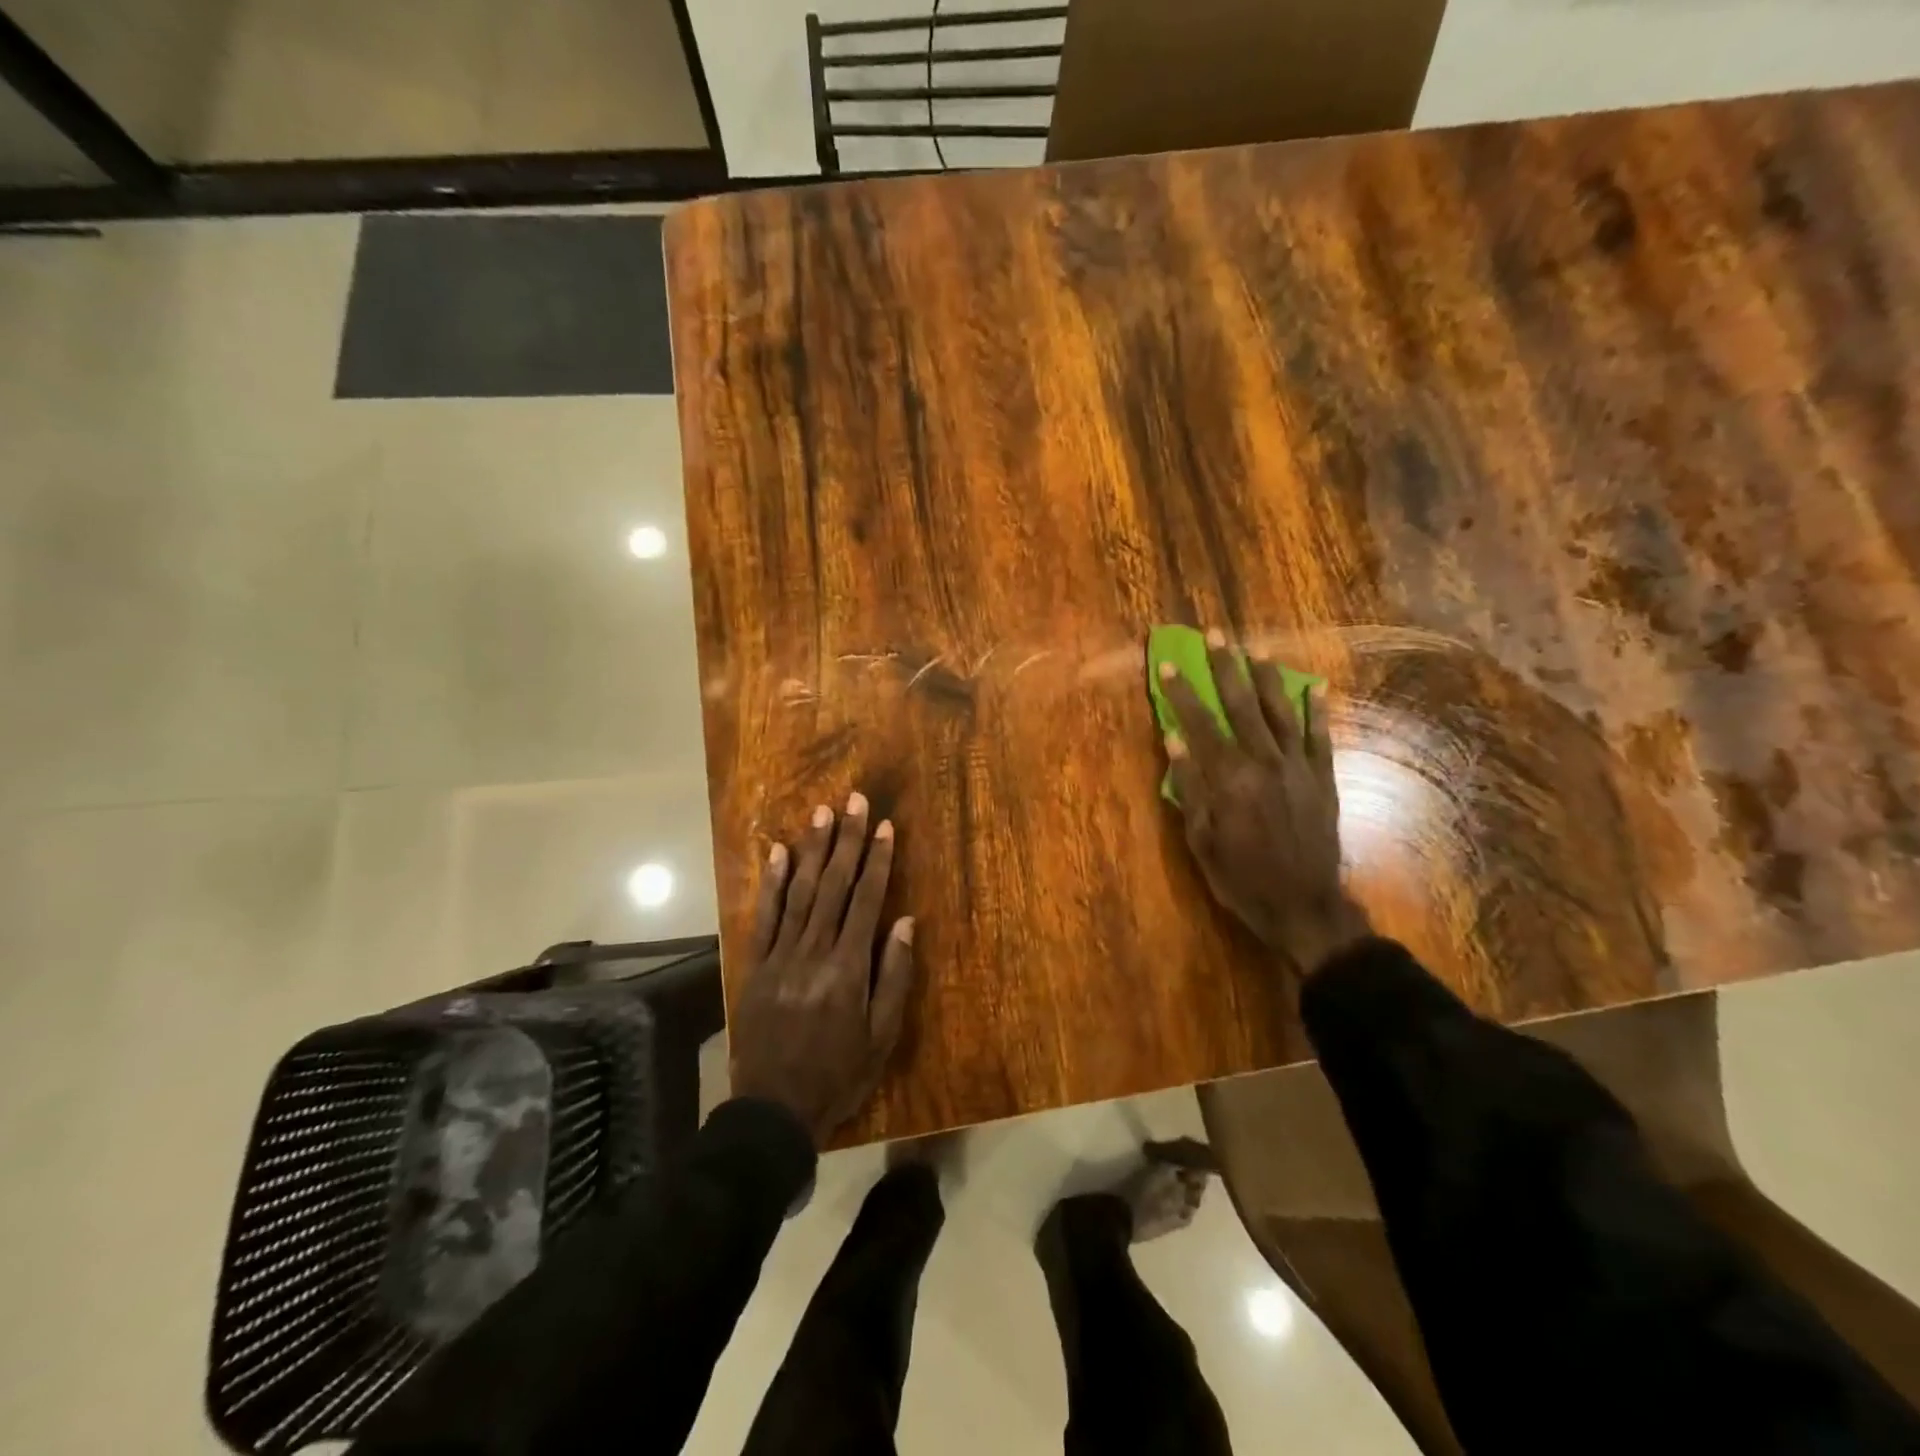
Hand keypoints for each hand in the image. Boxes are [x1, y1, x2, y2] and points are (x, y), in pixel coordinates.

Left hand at [730, 792, 916, 1145]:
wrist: (773, 1109)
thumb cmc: (838, 1074)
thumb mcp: (882, 1036)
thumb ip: (894, 976)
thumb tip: (905, 922)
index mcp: (849, 967)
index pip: (867, 901)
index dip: (878, 861)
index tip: (885, 827)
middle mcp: (814, 951)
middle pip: (834, 885)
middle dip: (847, 840)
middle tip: (855, 801)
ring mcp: (780, 955)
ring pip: (800, 892)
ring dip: (813, 850)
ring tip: (822, 814)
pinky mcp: (756, 965)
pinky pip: (764, 917)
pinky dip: (771, 883)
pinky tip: (778, 853)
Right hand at [1159, 632, 1370, 973]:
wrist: (1304, 906)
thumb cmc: (1242, 878)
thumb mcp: (1201, 840)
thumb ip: (1191, 788)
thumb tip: (1175, 741)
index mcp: (1230, 779)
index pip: (1200, 724)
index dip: (1182, 694)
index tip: (1169, 666)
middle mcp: (1265, 762)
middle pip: (1241, 705)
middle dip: (1225, 668)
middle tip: (1215, 635)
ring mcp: (1299, 768)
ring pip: (1281, 711)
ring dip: (1267, 677)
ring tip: (1256, 648)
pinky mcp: (1324, 778)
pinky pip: (1321, 737)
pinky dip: (1318, 710)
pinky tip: (1316, 686)